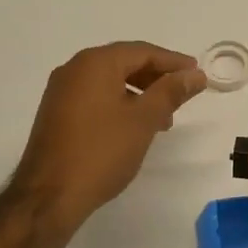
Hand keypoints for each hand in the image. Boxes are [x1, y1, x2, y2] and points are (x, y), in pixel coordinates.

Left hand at [15, 42, 205, 230]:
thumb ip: (171, 92)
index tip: (197, 74)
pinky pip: (95, 97)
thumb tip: (194, 74)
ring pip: (110, 81)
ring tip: (163, 118)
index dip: (173, 62)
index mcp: (95, 63)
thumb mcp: (144, 119)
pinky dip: (119, 103)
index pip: (142, 52)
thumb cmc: (101, 152)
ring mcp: (61, 92)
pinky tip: (134, 126)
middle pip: (124, 62)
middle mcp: (74, 69)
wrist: (50, 196)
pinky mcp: (56, 113)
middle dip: (156, 77)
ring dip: (140, 93)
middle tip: (183, 95)